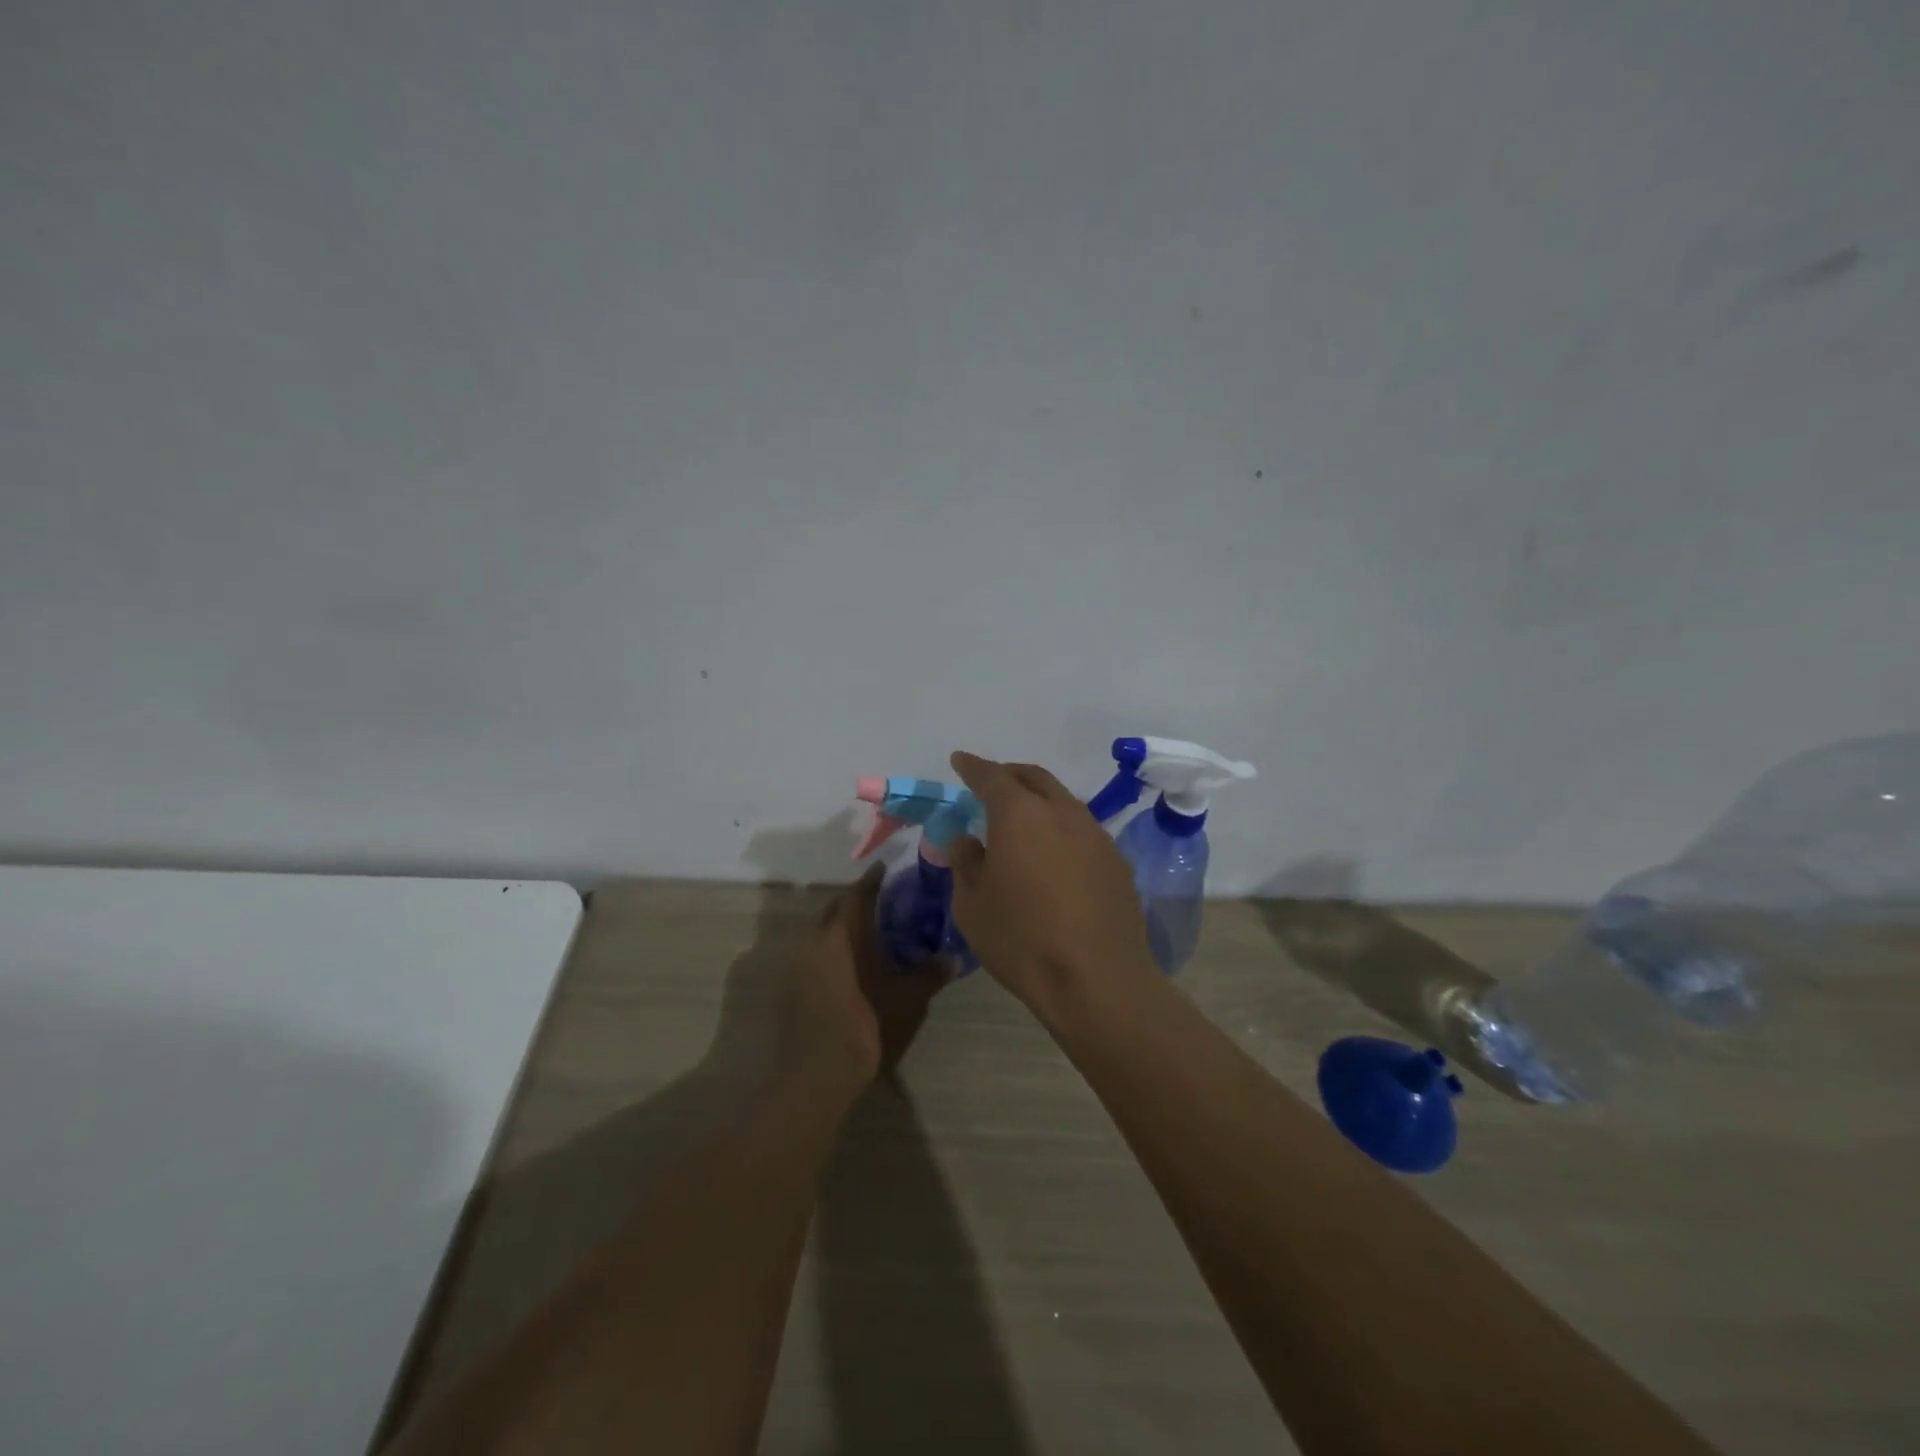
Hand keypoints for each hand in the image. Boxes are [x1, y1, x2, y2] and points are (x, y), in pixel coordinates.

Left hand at [778, 864, 946, 1102]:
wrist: (815, 1078)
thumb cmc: (864, 1027)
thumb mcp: (906, 1000)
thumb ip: (929, 974)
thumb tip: (953, 957)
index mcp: (841, 937)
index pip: (855, 895)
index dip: (871, 880)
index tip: (886, 868)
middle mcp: (814, 943)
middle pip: (834, 910)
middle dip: (855, 901)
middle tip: (882, 898)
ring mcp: (799, 967)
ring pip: (823, 934)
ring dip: (844, 927)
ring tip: (871, 932)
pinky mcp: (792, 990)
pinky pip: (816, 956)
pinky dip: (834, 950)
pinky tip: (853, 966)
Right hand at [948, 751, 1155, 1011]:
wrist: (1097, 980)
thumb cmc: (1022, 940)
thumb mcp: (972, 904)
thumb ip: (966, 862)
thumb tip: (968, 840)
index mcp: (1020, 814)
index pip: (991, 776)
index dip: (972, 767)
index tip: (959, 761)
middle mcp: (1062, 812)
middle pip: (1034, 777)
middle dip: (1009, 774)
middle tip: (990, 783)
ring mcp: (1095, 834)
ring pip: (1062, 800)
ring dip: (1039, 800)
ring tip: (1021, 819)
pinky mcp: (1116, 860)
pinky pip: (1081, 829)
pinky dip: (1060, 826)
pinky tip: (1052, 853)